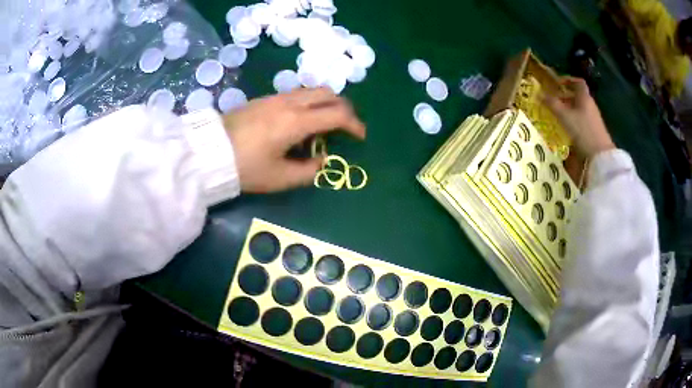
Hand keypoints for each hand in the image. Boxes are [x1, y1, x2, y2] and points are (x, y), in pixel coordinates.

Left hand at [223, 87, 365, 192]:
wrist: (210, 152)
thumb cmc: (246, 167)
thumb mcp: (280, 178)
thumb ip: (309, 171)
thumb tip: (323, 160)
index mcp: (297, 121)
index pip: (337, 114)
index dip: (355, 125)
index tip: (360, 137)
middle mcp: (290, 103)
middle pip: (328, 93)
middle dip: (343, 108)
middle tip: (345, 126)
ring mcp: (276, 97)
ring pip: (312, 90)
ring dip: (326, 103)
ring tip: (323, 124)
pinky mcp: (265, 98)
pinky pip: (297, 94)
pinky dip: (309, 103)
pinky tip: (300, 121)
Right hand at [543, 77, 614, 157]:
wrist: (601, 155)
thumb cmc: (583, 131)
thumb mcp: (565, 117)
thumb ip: (552, 104)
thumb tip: (539, 93)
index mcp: (584, 97)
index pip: (578, 82)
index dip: (568, 80)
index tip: (558, 83)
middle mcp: (590, 105)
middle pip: (578, 95)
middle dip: (566, 96)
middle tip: (554, 100)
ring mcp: (594, 118)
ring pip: (580, 107)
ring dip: (570, 108)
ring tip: (559, 114)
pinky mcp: (594, 130)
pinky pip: (582, 118)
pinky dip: (574, 119)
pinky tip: (568, 127)